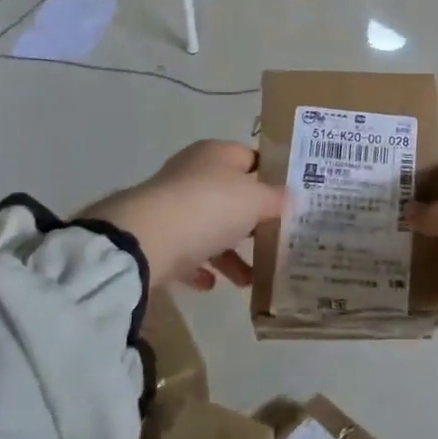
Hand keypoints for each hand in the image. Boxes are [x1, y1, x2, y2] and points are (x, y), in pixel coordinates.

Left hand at [79, 140, 282, 291]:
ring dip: (230, 253)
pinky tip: (212, 284)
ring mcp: (171, 206)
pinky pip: (186, 252)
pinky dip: (201, 266)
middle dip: (252, 220)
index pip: (251, 158)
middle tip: (276, 240)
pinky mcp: (157, 236)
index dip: (272, 177)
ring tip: (250, 279)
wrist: (146, 240)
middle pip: (231, 195)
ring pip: (210, 228)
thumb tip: (291, 198)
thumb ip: (276, 199)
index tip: (292, 201)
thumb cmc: (209, 207)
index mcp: (216, 154)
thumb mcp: (255, 200)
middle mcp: (192, 174)